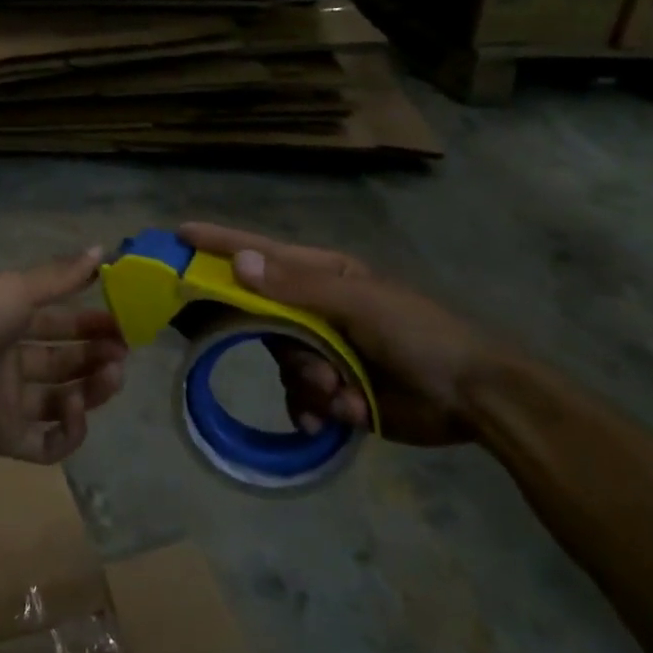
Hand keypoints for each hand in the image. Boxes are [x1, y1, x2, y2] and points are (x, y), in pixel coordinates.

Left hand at [0, 248, 128, 463]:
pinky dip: (69, 430)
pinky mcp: (5, 440)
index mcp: (5, 323)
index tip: (123, 322)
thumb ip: (60, 276)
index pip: (57, 323)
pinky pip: (47, 444)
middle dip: (96, 355)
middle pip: (63, 362)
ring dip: (92, 389)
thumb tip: (101, 249)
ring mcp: (6, 403)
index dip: (90, 322)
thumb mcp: (15, 288)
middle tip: (122, 352)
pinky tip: (75, 408)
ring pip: (62, 401)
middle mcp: (7, 363)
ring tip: (112, 375)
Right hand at [179, 223, 506, 445]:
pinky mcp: (332, 388)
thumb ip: (296, 288)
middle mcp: (316, 309)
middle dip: (283, 348)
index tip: (180, 235)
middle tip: (310, 366)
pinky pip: (297, 396)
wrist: (473, 398)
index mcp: (323, 277)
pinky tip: (335, 418)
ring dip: (307, 383)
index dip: (221, 244)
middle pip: (262, 319)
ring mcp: (323, 349)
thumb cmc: (420, 336)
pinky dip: (311, 408)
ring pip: (281, 363)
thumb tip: (239, 263)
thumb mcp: (359, 305)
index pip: (261, 254)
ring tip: (341, 396)